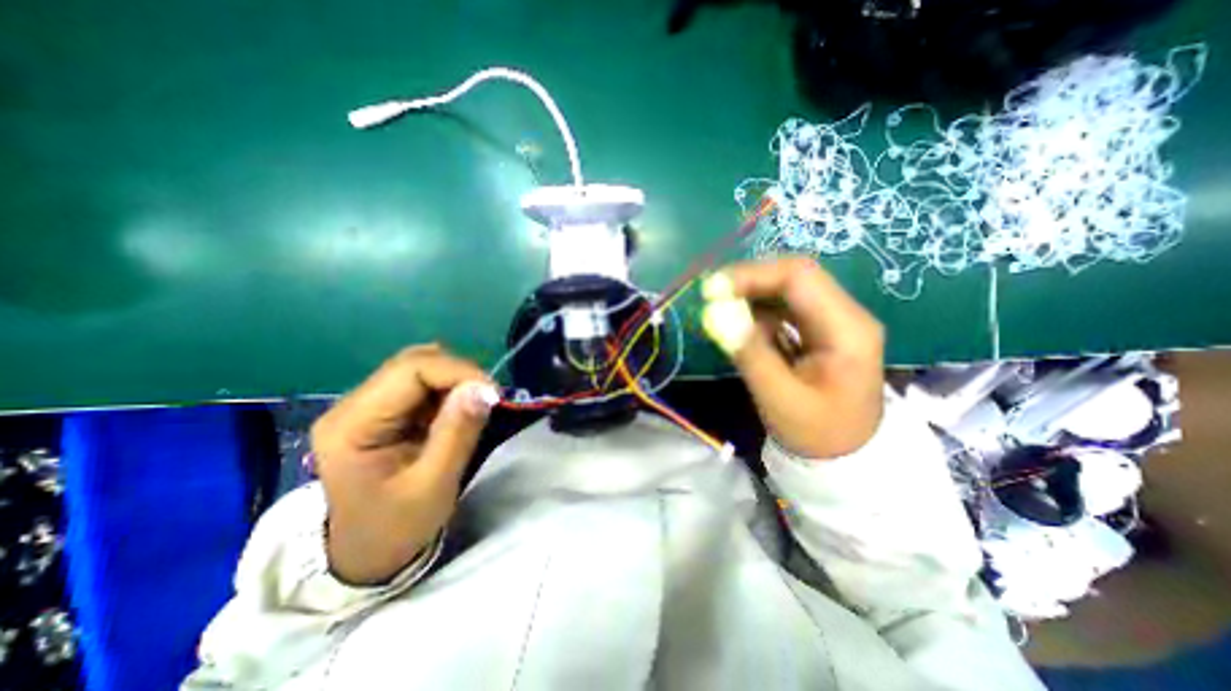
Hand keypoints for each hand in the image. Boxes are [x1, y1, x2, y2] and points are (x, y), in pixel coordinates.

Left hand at [310, 343, 495, 581]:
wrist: (366, 554)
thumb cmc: (396, 527)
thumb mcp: (433, 485)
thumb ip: (457, 433)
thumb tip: (484, 389)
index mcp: (353, 425)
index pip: (411, 369)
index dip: (459, 372)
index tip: (494, 394)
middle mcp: (353, 405)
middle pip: (414, 362)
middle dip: (460, 374)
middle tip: (489, 399)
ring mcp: (366, 405)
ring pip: (420, 366)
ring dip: (455, 380)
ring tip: (474, 406)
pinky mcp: (383, 409)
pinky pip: (422, 382)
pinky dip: (449, 389)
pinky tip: (457, 410)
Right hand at [702, 257, 886, 456]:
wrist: (845, 457)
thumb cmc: (816, 433)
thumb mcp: (779, 399)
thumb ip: (750, 354)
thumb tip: (717, 314)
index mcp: (847, 329)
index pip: (800, 277)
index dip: (753, 275)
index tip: (713, 290)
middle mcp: (845, 315)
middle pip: (794, 277)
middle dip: (749, 283)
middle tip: (711, 298)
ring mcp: (833, 320)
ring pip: (786, 289)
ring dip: (750, 297)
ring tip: (724, 316)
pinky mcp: (819, 328)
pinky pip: (784, 307)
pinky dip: (757, 312)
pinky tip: (743, 329)